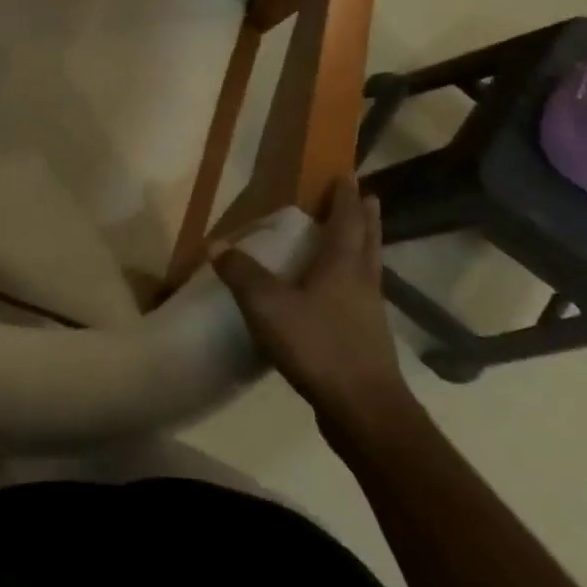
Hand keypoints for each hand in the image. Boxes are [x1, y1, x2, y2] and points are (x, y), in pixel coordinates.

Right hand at [216, 176, 409, 419]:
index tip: (348, 176)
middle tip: (365, 197)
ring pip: (370, 268)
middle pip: (368, 240)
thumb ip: (241, 274)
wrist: (365, 410)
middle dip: (365, 217)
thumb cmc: (318, 347)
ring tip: (357, 237)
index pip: (346, 220)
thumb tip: (216, 244)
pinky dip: (356, 281)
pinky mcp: (368, 339)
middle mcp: (362, 282)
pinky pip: (363, 296)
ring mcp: (370, 312)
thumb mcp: (268, 307)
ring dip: (365, 247)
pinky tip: (341, 295)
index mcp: (342, 266)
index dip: (345, 197)